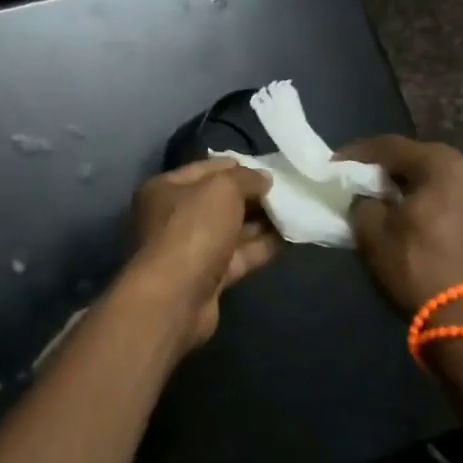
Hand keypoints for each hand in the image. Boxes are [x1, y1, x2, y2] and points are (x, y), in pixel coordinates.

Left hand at [129, 159, 278, 348]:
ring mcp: (190, 249)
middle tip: (289, 191)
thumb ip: (245, 178)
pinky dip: (261, 247)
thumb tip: (263, 178)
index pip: (205, 169)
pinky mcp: (207, 277)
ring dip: (261, 222)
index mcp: (165, 189)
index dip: (237, 166)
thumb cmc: (192, 230)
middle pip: (218, 200)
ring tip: (297, 212)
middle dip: (252, 196)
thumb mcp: (221, 189)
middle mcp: (173, 217)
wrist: (175, 296)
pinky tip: (290, 238)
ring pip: (231, 230)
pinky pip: (239, 256)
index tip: (270, 168)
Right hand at [335, 136, 462, 322]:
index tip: (333, 164)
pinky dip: (430, 199)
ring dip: (410, 183)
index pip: (392, 146)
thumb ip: (363, 200)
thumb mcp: (372, 230)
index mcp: (445, 167)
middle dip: (387, 166)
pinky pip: (454, 198)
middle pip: (420, 158)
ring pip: (440, 179)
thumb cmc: (416, 267)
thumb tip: (366, 195)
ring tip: (382, 196)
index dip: (358, 153)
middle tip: (358, 177)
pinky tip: (409, 213)